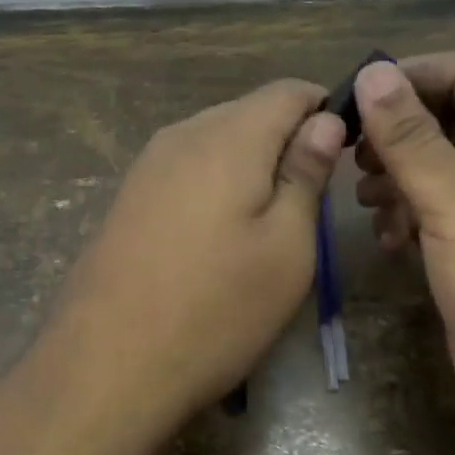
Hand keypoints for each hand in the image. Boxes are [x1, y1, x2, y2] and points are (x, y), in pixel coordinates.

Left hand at [45, 79, 344, 442]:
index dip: (326, 111)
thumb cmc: (216, 309)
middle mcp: (181, 134)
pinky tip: (219, 235)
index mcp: (228, 136)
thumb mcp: (286, 247)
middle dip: (287, 141)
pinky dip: (215, 185)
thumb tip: (325, 120)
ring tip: (267, 223)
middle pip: (249, 112)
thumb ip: (306, 175)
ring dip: (250, 165)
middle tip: (311, 201)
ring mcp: (146, 165)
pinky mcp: (127, 197)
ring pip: (215, 141)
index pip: (289, 90)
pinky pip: (186, 169)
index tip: (346, 155)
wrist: (108, 364)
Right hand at [352, 54, 454, 454]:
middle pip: (451, 118)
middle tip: (351, 157)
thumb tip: (373, 70)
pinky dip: (410, 215)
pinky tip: (388, 240)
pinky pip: (441, 212)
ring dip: (398, 175)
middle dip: (398, 132)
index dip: (410, 76)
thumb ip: (411, 137)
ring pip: (441, 166)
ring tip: (365, 201)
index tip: (352, 99)